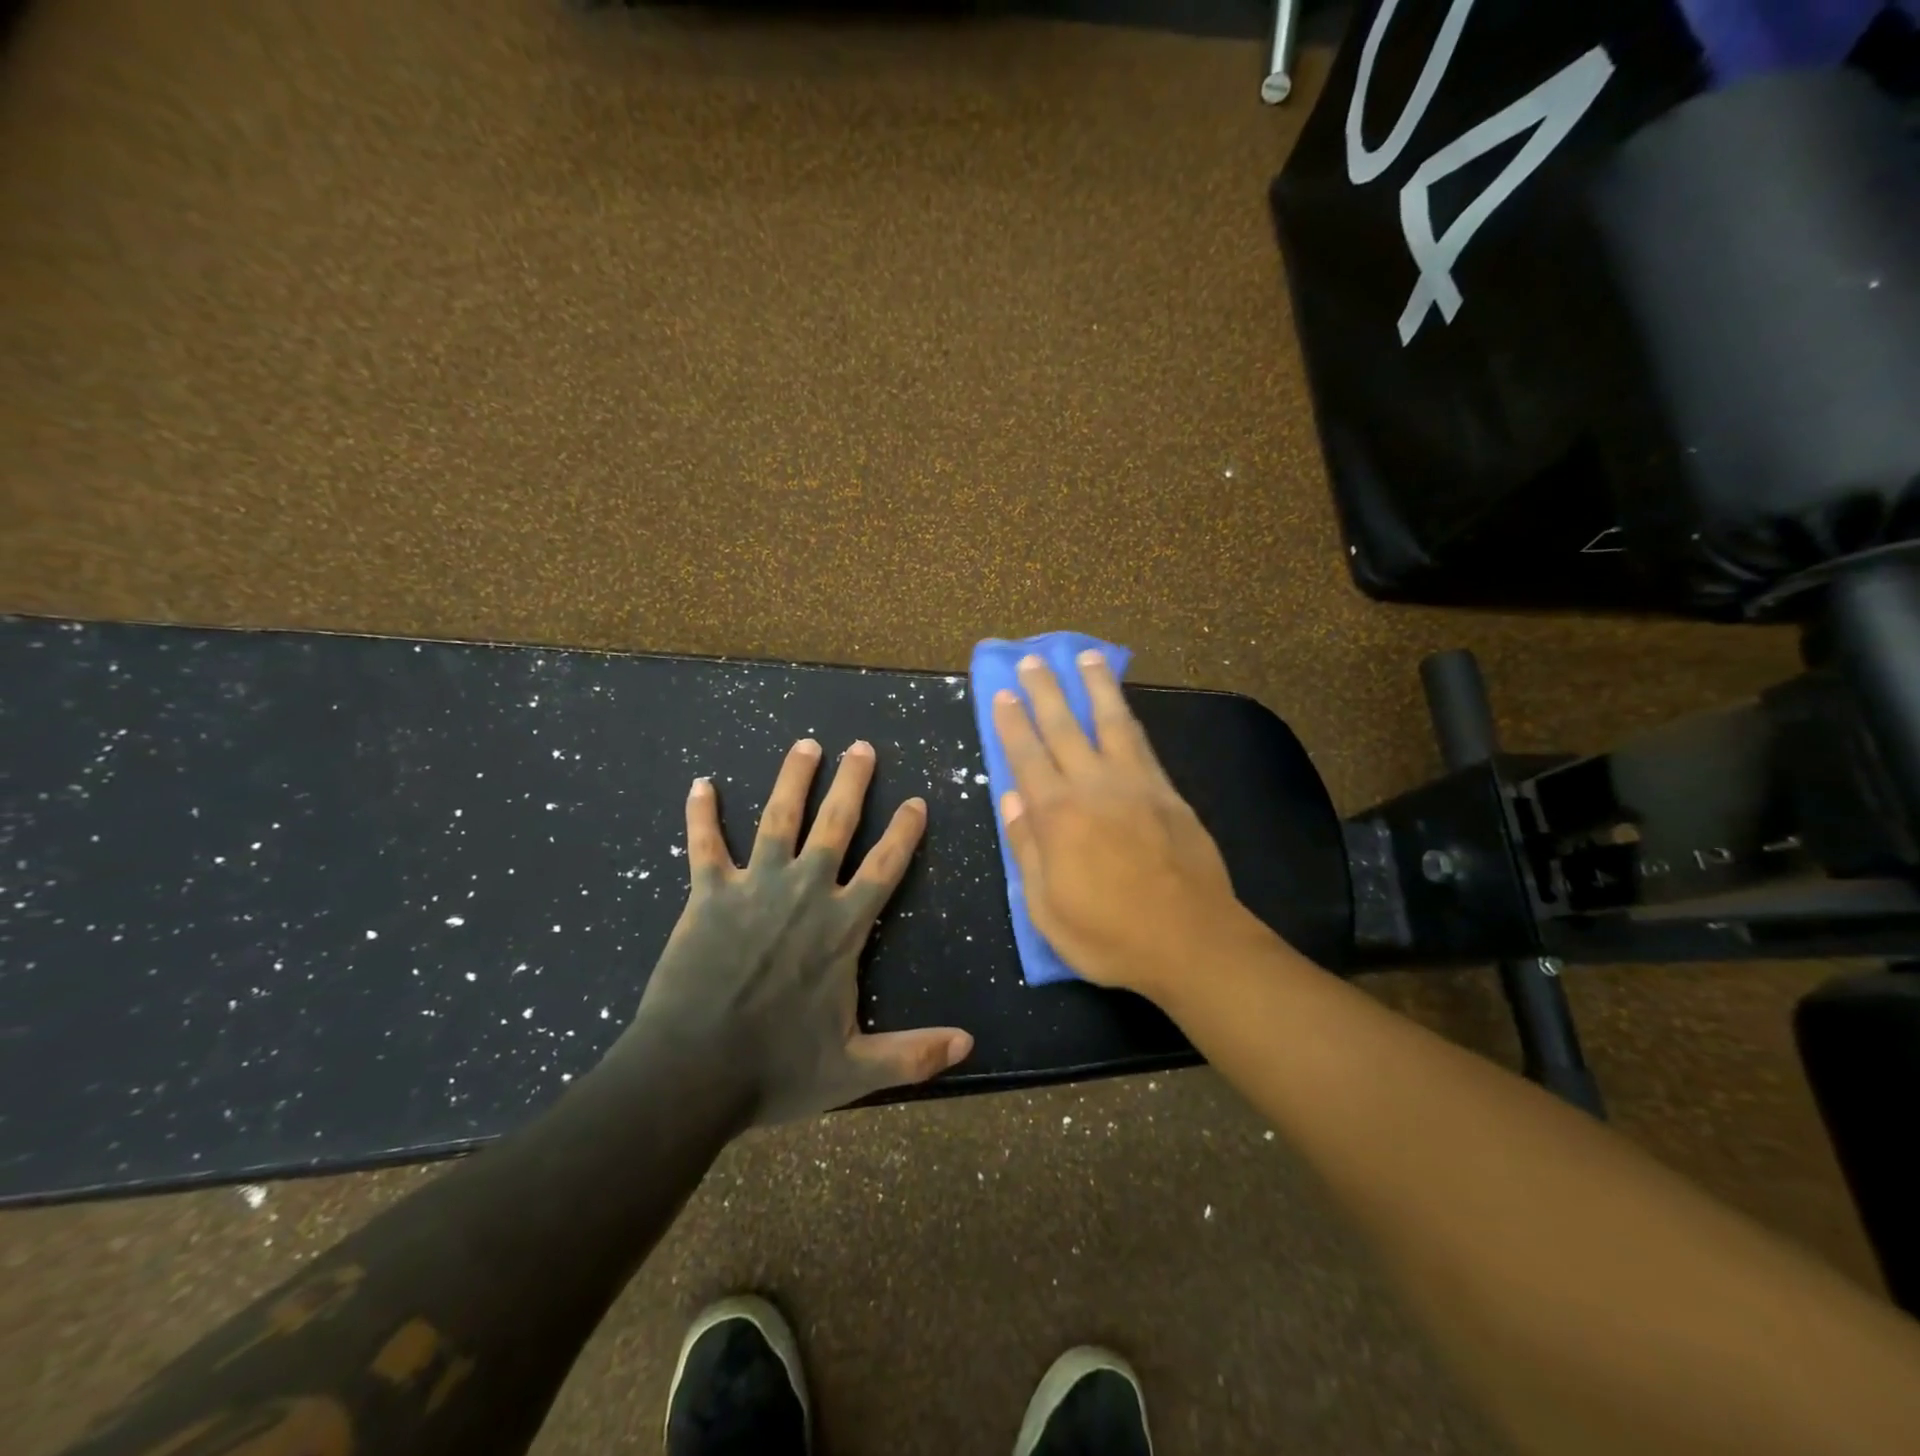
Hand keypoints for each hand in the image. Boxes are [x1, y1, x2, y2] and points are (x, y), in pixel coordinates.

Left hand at [628, 738, 972, 1124]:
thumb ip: (913, 1054)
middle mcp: (804, 892)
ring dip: (793, 779)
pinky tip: (701, 783)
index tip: (916, 800)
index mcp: (842, 926)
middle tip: (862, 747)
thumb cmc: (775, 1069)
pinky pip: (704, 845)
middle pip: (836, 824)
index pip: (885, 867)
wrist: (692, 1073)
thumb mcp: (854, 1070)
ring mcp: (754, 887)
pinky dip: (701, 814)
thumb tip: (970, 1044)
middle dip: (853, 782)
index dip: (904, 831)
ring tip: (806, 745)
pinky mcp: (709, 894)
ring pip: (779, 819)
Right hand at [992, 651, 1260, 998]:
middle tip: (1034, 660)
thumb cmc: (1109, 935)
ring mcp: (1136, 785)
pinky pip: (1143, 744)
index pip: (1027, 756)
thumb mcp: (1047, 907)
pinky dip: (1129, 718)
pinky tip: (1124, 708)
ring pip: (1111, 722)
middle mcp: (1094, 787)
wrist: (1191, 942)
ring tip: (1087, 658)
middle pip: (1064, 727)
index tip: (1002, 692)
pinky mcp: (1168, 793)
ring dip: (1096, 687)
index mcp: (1057, 816)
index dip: (1012, 722)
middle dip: (1046, 691)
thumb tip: (1009, 799)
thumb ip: (1026, 848)